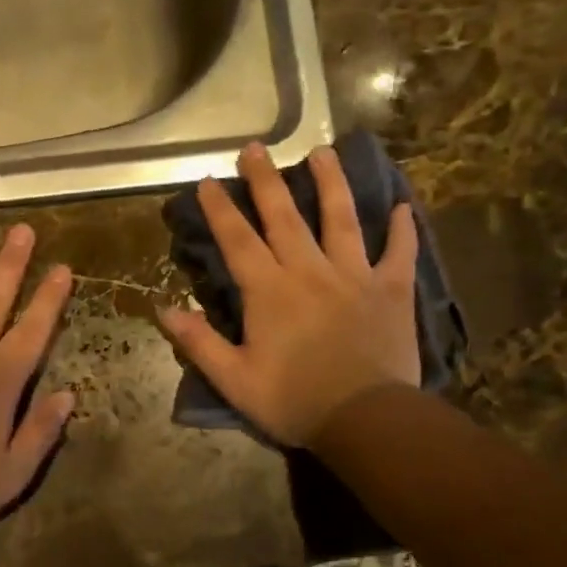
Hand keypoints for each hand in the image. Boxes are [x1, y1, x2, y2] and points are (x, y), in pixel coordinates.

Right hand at [159, 141, 420, 446]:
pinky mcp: (391, 291)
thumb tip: (164, 309)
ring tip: (323, 152)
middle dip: (267, 180)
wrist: (366, 420)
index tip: (209, 179)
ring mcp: (355, 276)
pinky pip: (399, 253)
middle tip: (255, 147)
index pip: (238, 240)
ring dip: (331, 183)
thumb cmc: (295, 402)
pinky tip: (402, 207)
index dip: (221, 209)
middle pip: (285, 216)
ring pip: (341, 219)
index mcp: (270, 291)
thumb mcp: (235, 380)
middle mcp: (310, 271)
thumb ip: (200, 343)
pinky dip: (402, 230)